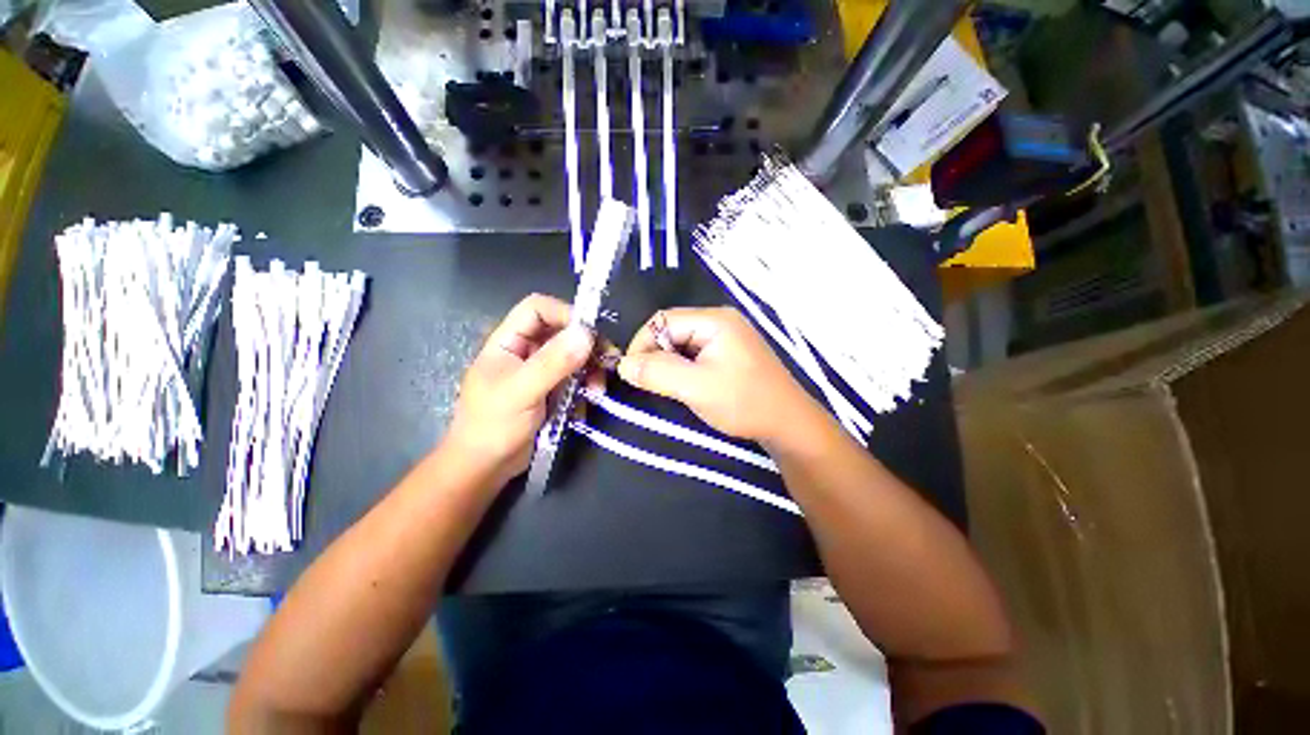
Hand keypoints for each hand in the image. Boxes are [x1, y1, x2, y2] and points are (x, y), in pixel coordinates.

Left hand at [445, 294, 594, 487]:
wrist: (486, 467)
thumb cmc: (493, 425)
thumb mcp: (521, 392)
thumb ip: (552, 363)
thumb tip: (587, 334)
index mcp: (509, 341)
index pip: (538, 309)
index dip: (565, 314)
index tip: (591, 334)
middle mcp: (527, 350)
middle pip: (563, 331)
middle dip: (586, 346)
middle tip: (606, 363)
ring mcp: (541, 370)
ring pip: (574, 356)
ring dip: (590, 370)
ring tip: (598, 391)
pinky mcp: (553, 389)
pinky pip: (577, 378)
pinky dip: (586, 387)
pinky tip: (589, 403)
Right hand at [617, 307, 819, 444]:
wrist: (788, 424)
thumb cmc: (744, 402)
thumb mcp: (696, 388)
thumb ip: (657, 373)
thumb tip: (623, 364)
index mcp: (714, 320)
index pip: (663, 320)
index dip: (642, 344)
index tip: (632, 373)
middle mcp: (720, 321)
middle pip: (672, 330)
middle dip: (656, 356)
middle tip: (651, 384)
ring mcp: (726, 337)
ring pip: (682, 344)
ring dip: (669, 365)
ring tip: (671, 387)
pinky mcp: (729, 353)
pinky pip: (695, 354)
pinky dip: (683, 369)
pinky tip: (687, 386)